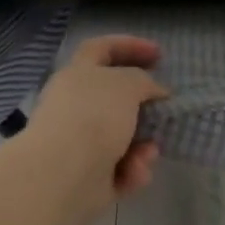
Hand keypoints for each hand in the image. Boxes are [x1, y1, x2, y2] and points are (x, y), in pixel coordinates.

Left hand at [24, 35, 168, 224]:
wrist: (61, 176)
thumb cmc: (94, 116)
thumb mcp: (129, 84)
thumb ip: (144, 81)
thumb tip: (154, 93)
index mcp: (78, 74)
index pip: (102, 48)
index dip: (130, 46)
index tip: (159, 55)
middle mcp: (75, 105)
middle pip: (114, 98)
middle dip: (142, 105)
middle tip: (164, 108)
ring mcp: (78, 143)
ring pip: (121, 137)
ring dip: (142, 144)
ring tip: (149, 153)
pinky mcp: (86, 177)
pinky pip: (119, 168)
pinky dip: (131, 170)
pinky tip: (136, 172)